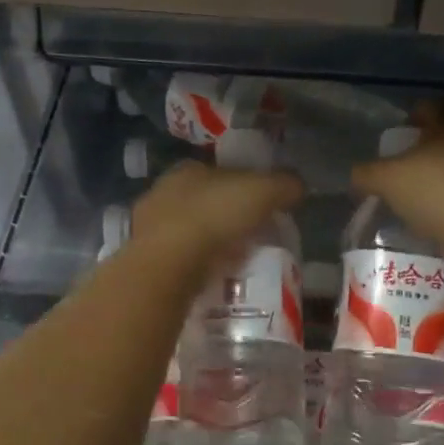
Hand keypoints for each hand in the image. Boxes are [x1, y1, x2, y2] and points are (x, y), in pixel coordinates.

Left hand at [130, 158, 302, 267]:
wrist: (167, 265)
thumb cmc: (214, 216)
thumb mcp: (263, 192)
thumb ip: (284, 185)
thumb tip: (298, 185)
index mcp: (188, 168)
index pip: (220, 172)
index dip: (243, 186)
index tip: (262, 206)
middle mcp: (163, 191)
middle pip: (203, 201)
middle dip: (225, 215)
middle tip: (252, 235)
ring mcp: (148, 227)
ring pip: (188, 230)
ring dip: (209, 242)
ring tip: (235, 259)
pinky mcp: (145, 259)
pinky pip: (178, 258)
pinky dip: (195, 264)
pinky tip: (212, 276)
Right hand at [350, 102, 443, 253]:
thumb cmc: (433, 193)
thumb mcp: (385, 181)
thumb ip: (366, 174)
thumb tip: (357, 176)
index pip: (433, 106)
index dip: (416, 114)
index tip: (402, 132)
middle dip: (428, 150)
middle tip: (404, 170)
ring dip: (443, 178)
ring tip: (420, 201)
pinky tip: (440, 221)